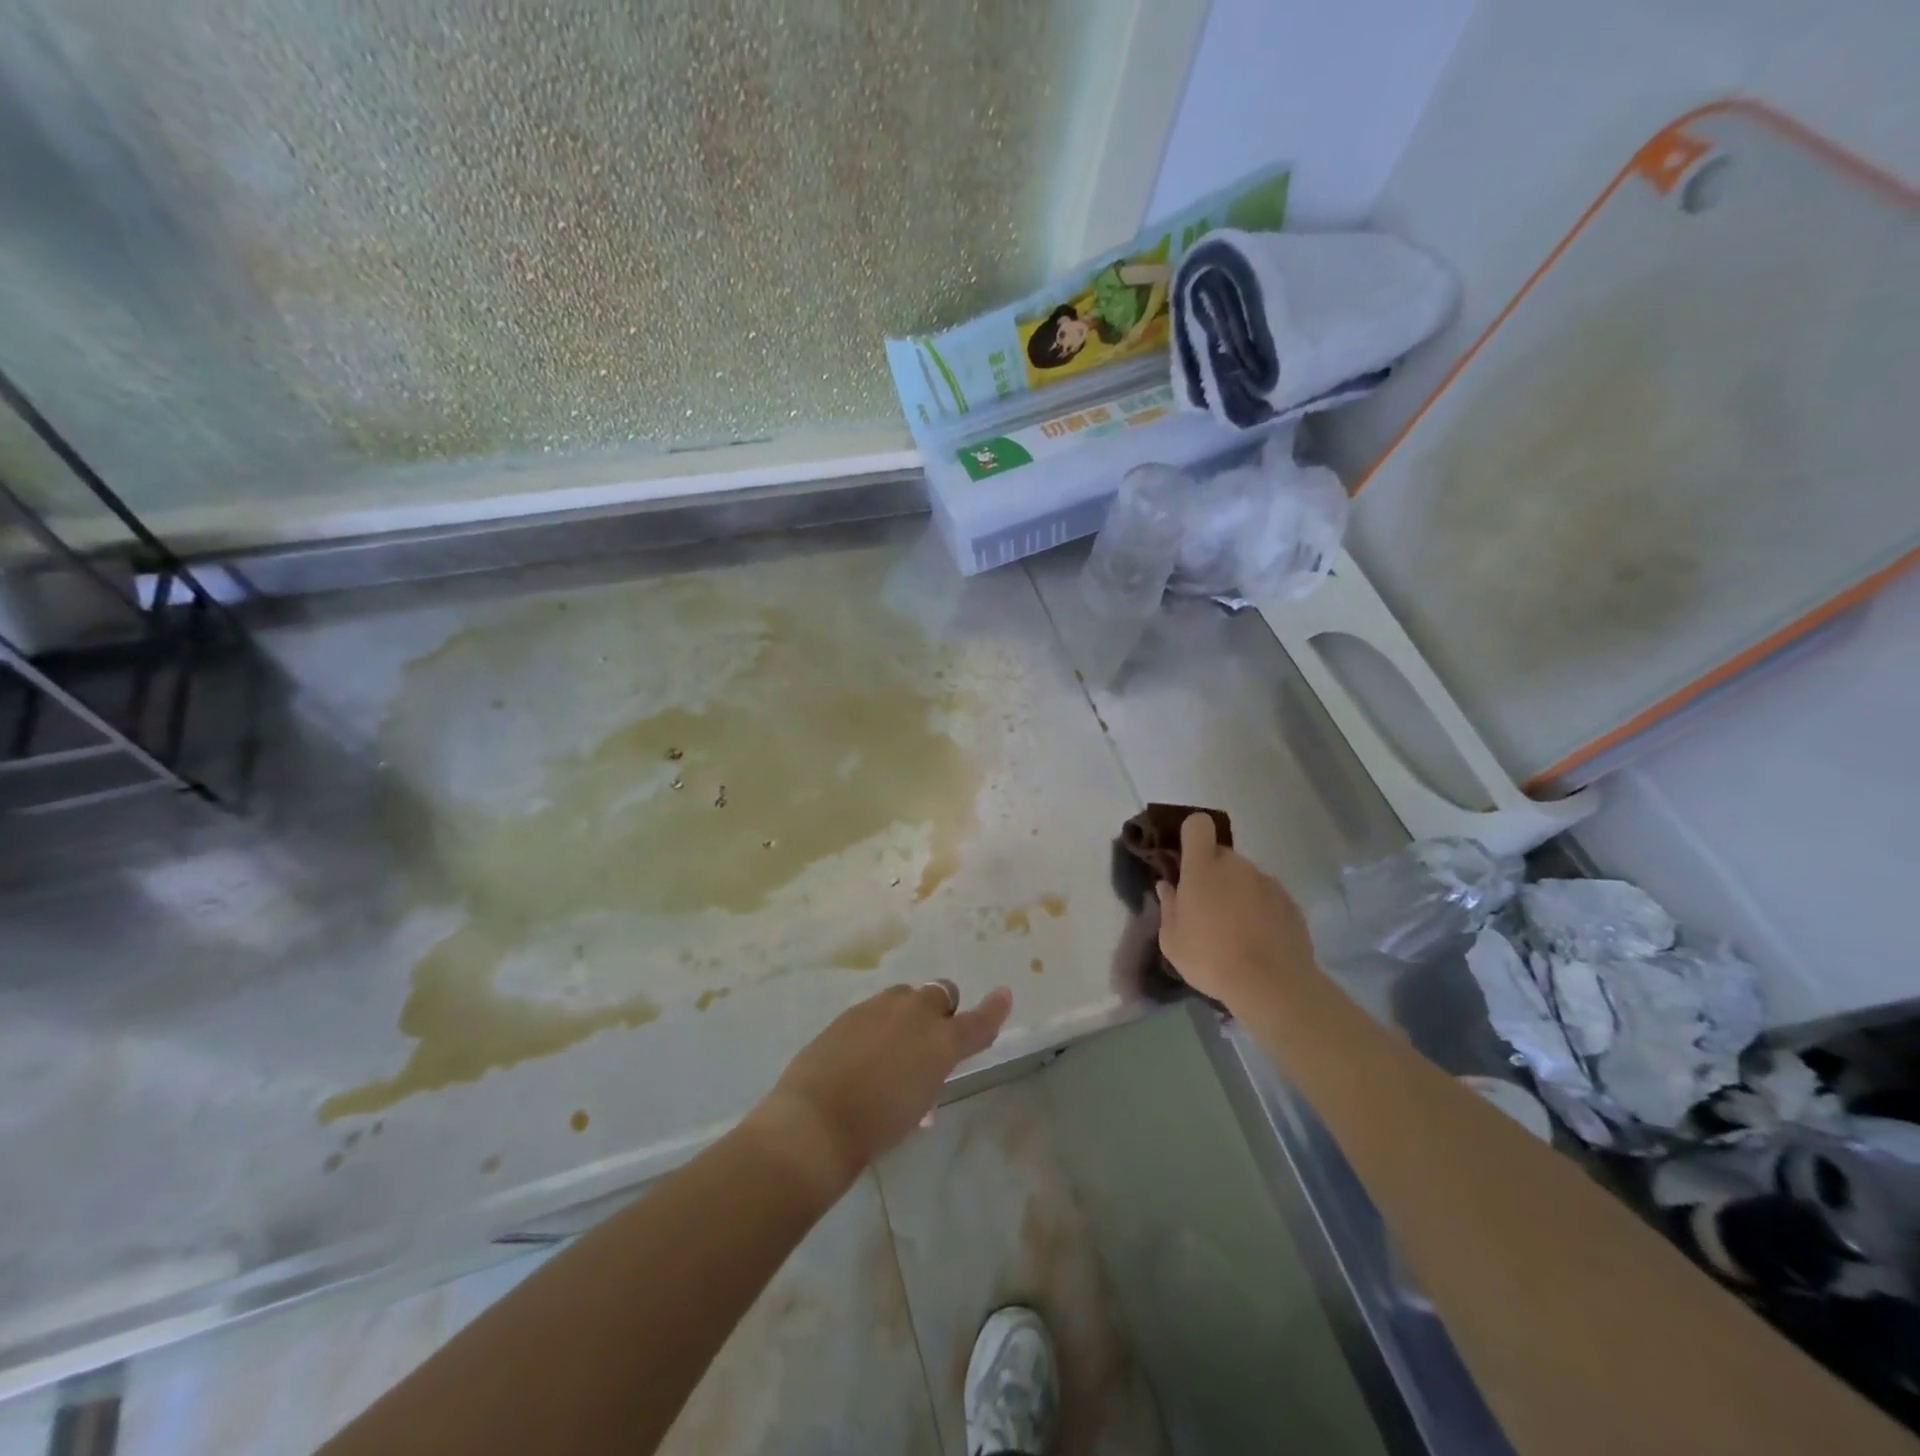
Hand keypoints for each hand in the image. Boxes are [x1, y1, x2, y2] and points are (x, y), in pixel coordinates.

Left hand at [747, 983, 1012, 1196]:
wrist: (815, 1121)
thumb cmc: (875, 1127)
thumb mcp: (915, 1104)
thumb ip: (927, 1075)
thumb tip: (922, 1070)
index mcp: (940, 1042)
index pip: (976, 1022)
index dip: (993, 1010)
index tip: (1004, 994)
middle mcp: (915, 1014)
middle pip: (941, 993)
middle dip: (942, 1009)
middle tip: (929, 1040)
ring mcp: (880, 1007)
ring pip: (906, 996)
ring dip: (909, 1013)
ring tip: (893, 1047)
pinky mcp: (850, 1012)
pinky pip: (877, 1009)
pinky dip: (880, 1023)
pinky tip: (863, 1052)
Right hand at [1156, 813, 1318, 1008]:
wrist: (1271, 985)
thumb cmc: (1210, 958)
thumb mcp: (1172, 940)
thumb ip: (1168, 906)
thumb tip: (1167, 886)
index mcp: (1203, 867)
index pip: (1198, 825)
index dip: (1191, 835)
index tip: (1186, 859)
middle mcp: (1237, 865)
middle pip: (1221, 855)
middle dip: (1212, 873)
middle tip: (1206, 908)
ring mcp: (1267, 882)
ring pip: (1245, 877)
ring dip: (1237, 893)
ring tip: (1234, 930)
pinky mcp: (1290, 903)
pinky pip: (1267, 897)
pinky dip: (1260, 910)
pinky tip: (1258, 940)